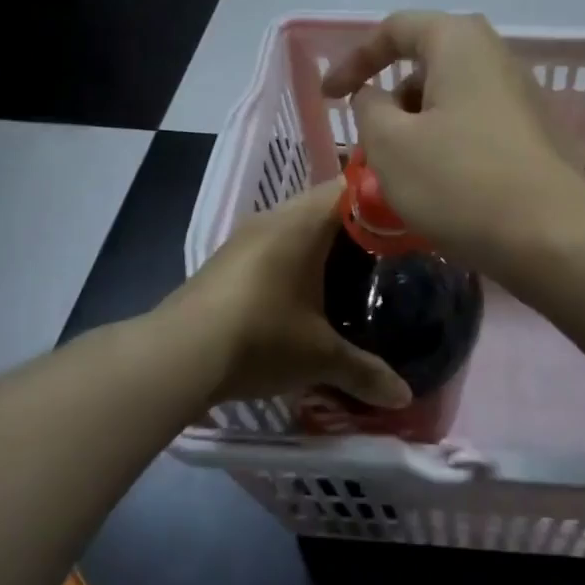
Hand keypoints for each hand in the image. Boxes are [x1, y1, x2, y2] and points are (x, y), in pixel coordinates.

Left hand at [169, 180, 410, 409]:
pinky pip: (273, 244)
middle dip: (355, 226)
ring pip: (295, 224)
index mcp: (303, 222)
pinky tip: (304, 292)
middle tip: (386, 255)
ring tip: (351, 274)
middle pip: (324, 204)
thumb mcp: (320, 357)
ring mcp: (245, 237)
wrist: (177, 355)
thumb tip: (404, 397)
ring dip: (320, 243)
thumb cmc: (260, 337)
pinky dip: (294, 258)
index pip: (351, 187)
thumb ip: (365, 372)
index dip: (382, 200)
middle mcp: (274, 217)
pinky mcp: (226, 260)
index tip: (407, 223)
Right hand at [319, 11, 584, 269]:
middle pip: (427, 65)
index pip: (395, 29)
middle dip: (390, 100)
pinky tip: (441, 189)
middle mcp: (496, 57)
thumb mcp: (390, 145)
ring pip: (451, 101)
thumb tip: (377, 96)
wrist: (554, 237)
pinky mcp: (535, 135)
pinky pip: (476, 127)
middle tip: (371, 143)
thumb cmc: (461, 181)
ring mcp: (522, 97)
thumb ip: (369, 109)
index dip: (354, 59)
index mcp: (459, 42)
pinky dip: (447, 146)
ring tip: (402, 175)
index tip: (329, 96)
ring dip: (417, 129)